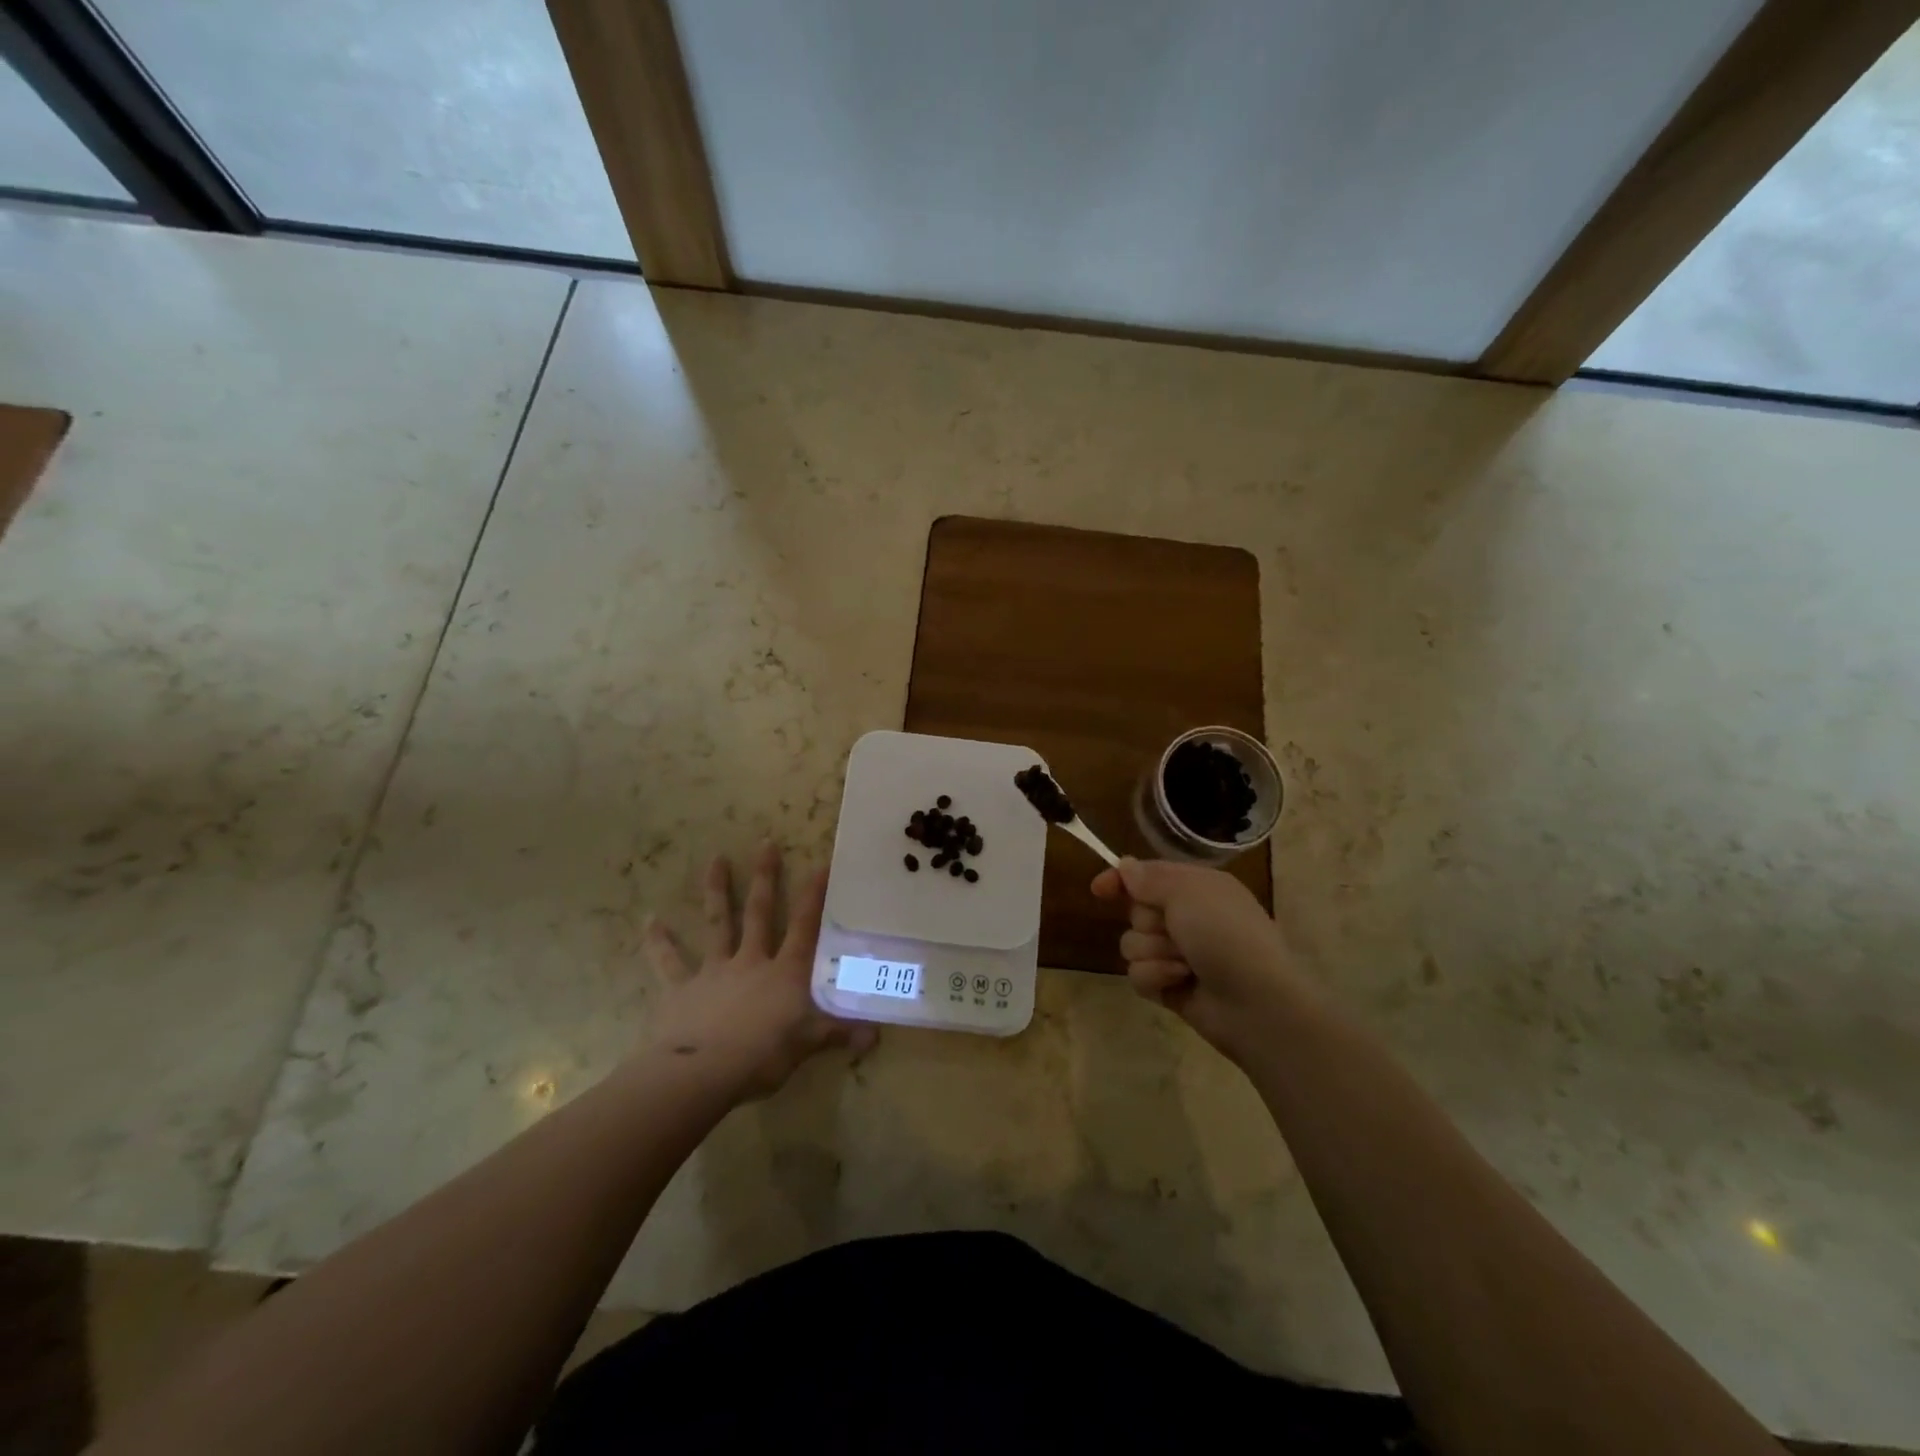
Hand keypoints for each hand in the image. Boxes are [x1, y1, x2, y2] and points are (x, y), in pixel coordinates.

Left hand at [642, 844, 875, 1101]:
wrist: (701, 1073)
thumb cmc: (761, 1056)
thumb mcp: (807, 1045)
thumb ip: (839, 1034)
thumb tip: (876, 1036)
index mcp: (784, 973)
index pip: (804, 927)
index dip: (814, 896)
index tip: (821, 864)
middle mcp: (750, 962)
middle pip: (759, 913)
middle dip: (764, 878)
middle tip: (765, 843)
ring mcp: (714, 971)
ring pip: (717, 924)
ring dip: (716, 891)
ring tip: (715, 859)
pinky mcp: (681, 989)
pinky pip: (669, 962)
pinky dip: (659, 942)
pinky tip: (649, 921)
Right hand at [1090, 857, 1306, 1064]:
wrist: (1257, 1003)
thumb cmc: (1227, 936)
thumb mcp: (1189, 893)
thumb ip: (1150, 879)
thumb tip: (1125, 866)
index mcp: (1196, 888)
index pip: (1147, 875)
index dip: (1121, 880)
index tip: (1099, 890)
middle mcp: (1186, 917)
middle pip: (1136, 911)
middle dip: (1148, 922)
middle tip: (1174, 931)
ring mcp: (1178, 954)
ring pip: (1132, 944)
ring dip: (1153, 953)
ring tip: (1183, 965)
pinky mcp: (1170, 985)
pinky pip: (1138, 974)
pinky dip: (1156, 977)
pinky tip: (1178, 983)